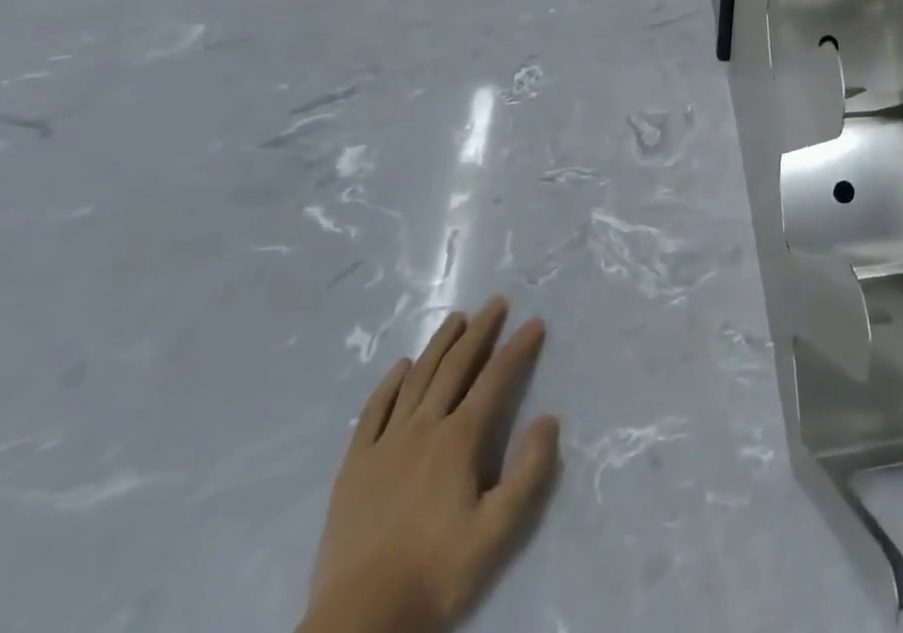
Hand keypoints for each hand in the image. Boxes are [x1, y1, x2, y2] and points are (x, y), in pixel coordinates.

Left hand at [301, 302, 559, 632]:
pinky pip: (373, 412)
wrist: (359, 623)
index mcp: (459, 441)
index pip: (496, 379)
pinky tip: (400, 366)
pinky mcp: (354, 467)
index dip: (518, 348)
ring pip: (416, 379)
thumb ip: (529, 472)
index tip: (535, 322)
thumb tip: (548, 418)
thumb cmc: (435, 574)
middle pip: (455, 367)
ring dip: (439, 345)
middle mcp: (423, 428)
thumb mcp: (498, 532)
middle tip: (496, 303)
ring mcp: (384, 445)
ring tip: (456, 318)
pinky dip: (389, 384)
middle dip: (480, 331)